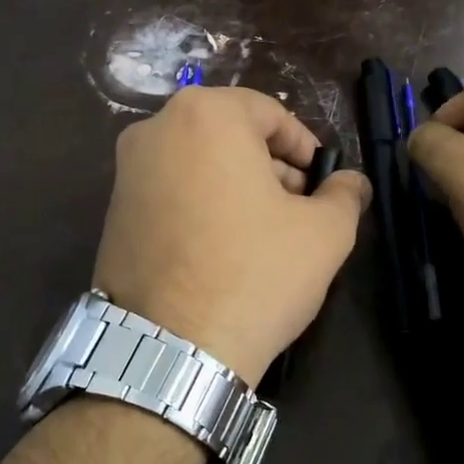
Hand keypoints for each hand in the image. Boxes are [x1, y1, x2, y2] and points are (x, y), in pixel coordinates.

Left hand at [94, 87, 370, 386]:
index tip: (320, 183)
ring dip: (236, 188)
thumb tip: (351, 182)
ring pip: (198, 164)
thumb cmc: (256, 274)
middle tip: (297, 210)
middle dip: (270, 168)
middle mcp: (154, 130)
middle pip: (229, 136)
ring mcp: (125, 173)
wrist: (171, 349)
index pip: (269, 113)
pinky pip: (170, 194)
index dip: (304, 147)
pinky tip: (222, 252)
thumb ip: (344, 194)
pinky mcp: (112, 214)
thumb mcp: (324, 233)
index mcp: (205, 115)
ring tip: (263, 236)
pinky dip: (200, 208)